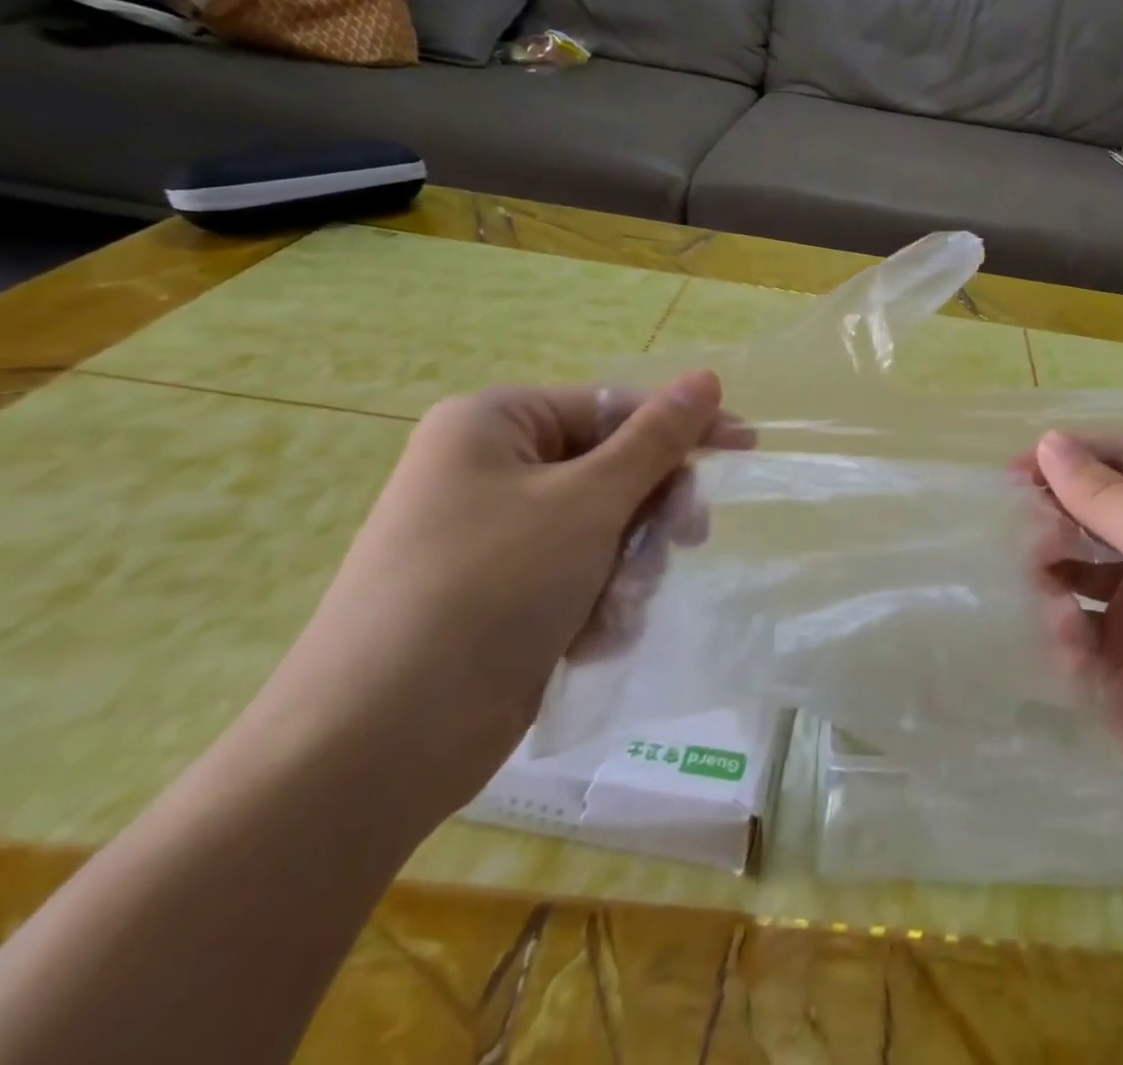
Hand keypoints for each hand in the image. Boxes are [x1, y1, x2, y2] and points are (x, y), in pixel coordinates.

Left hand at [250, 371, 742, 823]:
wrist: (376, 745)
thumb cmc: (488, 589)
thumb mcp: (588, 502)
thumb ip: (656, 439)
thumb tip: (706, 376)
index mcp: (496, 424)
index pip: (615, 406)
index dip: (683, 426)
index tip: (746, 446)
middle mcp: (491, 470)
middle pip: (613, 468)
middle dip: (651, 512)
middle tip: (686, 538)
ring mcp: (495, 535)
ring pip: (606, 528)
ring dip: (629, 566)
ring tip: (617, 607)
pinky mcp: (503, 594)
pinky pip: (581, 574)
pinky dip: (599, 602)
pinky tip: (591, 637)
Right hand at [1023, 431, 1122, 863]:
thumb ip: (1109, 495)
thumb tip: (1049, 442)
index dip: (1073, 455)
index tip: (1017, 467)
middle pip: (1096, 508)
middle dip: (1058, 519)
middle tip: (1026, 539)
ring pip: (1076, 562)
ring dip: (1053, 573)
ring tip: (1047, 597)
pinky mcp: (1118, 654)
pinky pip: (1072, 617)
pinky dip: (1062, 626)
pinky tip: (1071, 650)